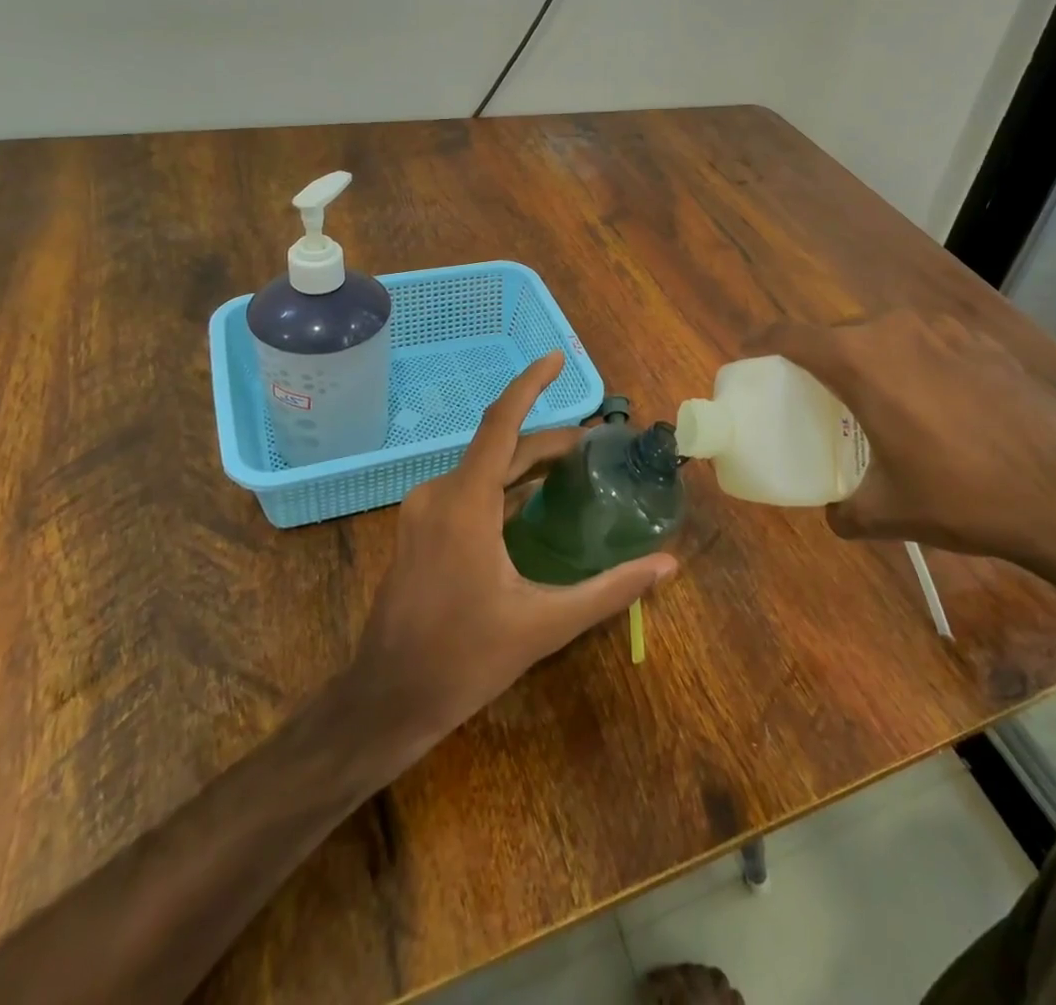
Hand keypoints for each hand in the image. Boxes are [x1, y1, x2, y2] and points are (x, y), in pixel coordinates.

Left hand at [351, 352, 677, 742]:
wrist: (388, 698)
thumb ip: (609, 590)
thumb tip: (667, 565)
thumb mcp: (545, 625)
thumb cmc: (464, 659)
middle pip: (500, 447)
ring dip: (525, 463)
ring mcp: (424, 511)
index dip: (530, 384)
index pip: (501, 422)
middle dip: (548, 441)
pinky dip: (503, 486)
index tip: (557, 357)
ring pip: (483, 469)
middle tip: (595, 447)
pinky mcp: (420, 529)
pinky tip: (531, 504)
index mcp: (465, 503)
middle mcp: (440, 493)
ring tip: (572, 470)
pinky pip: (468, 490)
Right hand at [746, 311, 1055, 605]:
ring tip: (879, 400)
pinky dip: (915, 363)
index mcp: (859, 360)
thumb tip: (835, 514)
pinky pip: (929, 343)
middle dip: (820, 357)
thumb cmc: (964, 496)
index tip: (750, 357)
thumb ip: (846, 511)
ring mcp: (946, 330)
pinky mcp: (985, 341)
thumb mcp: (890, 512)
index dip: (761, 342)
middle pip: (838, 332)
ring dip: (871, 359)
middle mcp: (896, 330)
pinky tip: (938, 405)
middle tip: (817, 394)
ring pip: (886, 334)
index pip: (790, 335)